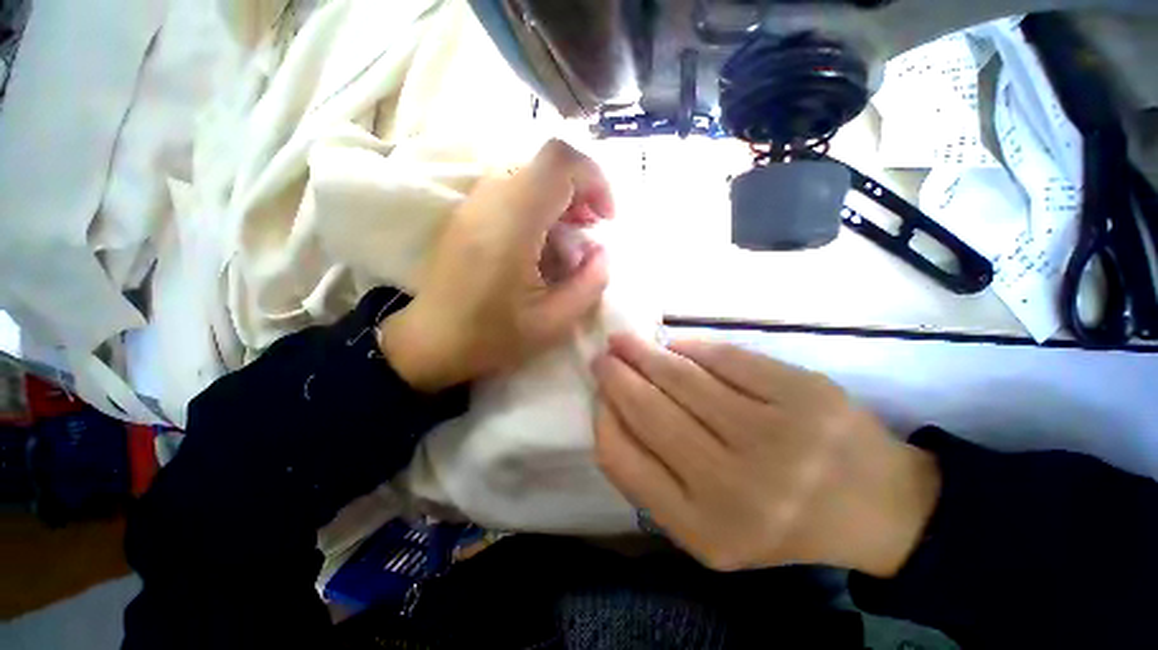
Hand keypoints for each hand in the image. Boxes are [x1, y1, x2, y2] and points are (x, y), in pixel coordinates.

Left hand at [379, 140, 613, 391]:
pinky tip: (542, 243)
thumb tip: (602, 252)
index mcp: (512, 224)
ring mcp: (474, 204)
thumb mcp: (554, 323)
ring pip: (530, 174)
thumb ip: (590, 284)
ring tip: (568, 239)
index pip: (559, 162)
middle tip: (590, 229)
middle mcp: (490, 201)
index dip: (594, 178)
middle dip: (580, 190)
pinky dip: (539, 206)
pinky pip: (512, 190)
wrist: (431, 341)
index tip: (605, 218)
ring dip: (560, 198)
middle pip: (546, 163)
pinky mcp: (468, 214)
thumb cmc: (491, 336)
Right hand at [593, 335, 940, 576]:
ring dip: (644, 353)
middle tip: (603, 356)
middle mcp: (735, 485)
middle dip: (617, 376)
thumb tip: (612, 409)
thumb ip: (651, 476)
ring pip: (683, 376)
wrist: (877, 507)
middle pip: (650, 410)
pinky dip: (692, 347)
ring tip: (625, 341)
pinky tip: (675, 345)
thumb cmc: (777, 518)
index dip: (603, 418)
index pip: (622, 459)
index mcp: (703, 528)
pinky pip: (726, 357)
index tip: (598, 395)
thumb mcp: (704, 524)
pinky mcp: (803, 392)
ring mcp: (775, 434)